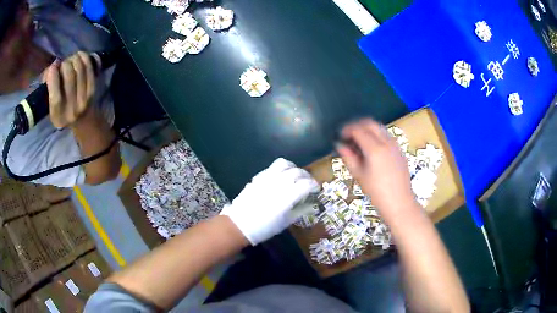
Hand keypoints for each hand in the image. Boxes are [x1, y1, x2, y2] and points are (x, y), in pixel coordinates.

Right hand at [45, 51, 95, 128]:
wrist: (82, 119)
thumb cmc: (60, 109)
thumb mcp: (49, 105)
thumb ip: (48, 87)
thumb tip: (53, 66)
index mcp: (58, 117)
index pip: (55, 97)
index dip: (53, 77)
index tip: (53, 66)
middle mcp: (71, 111)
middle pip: (69, 78)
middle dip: (65, 64)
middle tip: (63, 63)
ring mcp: (84, 101)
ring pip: (80, 70)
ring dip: (74, 59)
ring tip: (71, 59)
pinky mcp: (93, 91)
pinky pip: (89, 69)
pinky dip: (85, 58)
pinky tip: (80, 55)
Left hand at [220, 158, 318, 244]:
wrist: (240, 224)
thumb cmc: (264, 228)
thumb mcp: (285, 222)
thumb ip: (300, 211)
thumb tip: (311, 204)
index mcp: (288, 196)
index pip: (306, 184)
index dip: (314, 185)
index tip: (316, 189)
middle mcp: (279, 183)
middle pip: (298, 172)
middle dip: (306, 176)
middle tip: (307, 182)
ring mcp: (267, 178)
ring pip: (284, 164)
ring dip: (293, 167)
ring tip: (294, 175)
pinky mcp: (258, 177)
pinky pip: (272, 167)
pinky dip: (280, 169)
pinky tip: (280, 177)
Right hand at [337, 119, 416, 219]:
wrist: (399, 202)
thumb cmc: (376, 192)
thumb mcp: (359, 175)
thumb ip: (348, 157)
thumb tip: (339, 145)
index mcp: (374, 148)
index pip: (358, 129)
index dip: (347, 129)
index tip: (340, 135)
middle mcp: (386, 142)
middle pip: (369, 123)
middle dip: (357, 125)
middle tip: (348, 135)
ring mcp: (395, 144)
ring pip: (379, 127)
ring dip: (367, 129)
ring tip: (359, 141)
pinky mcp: (399, 149)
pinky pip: (386, 135)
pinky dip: (376, 135)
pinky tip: (371, 148)